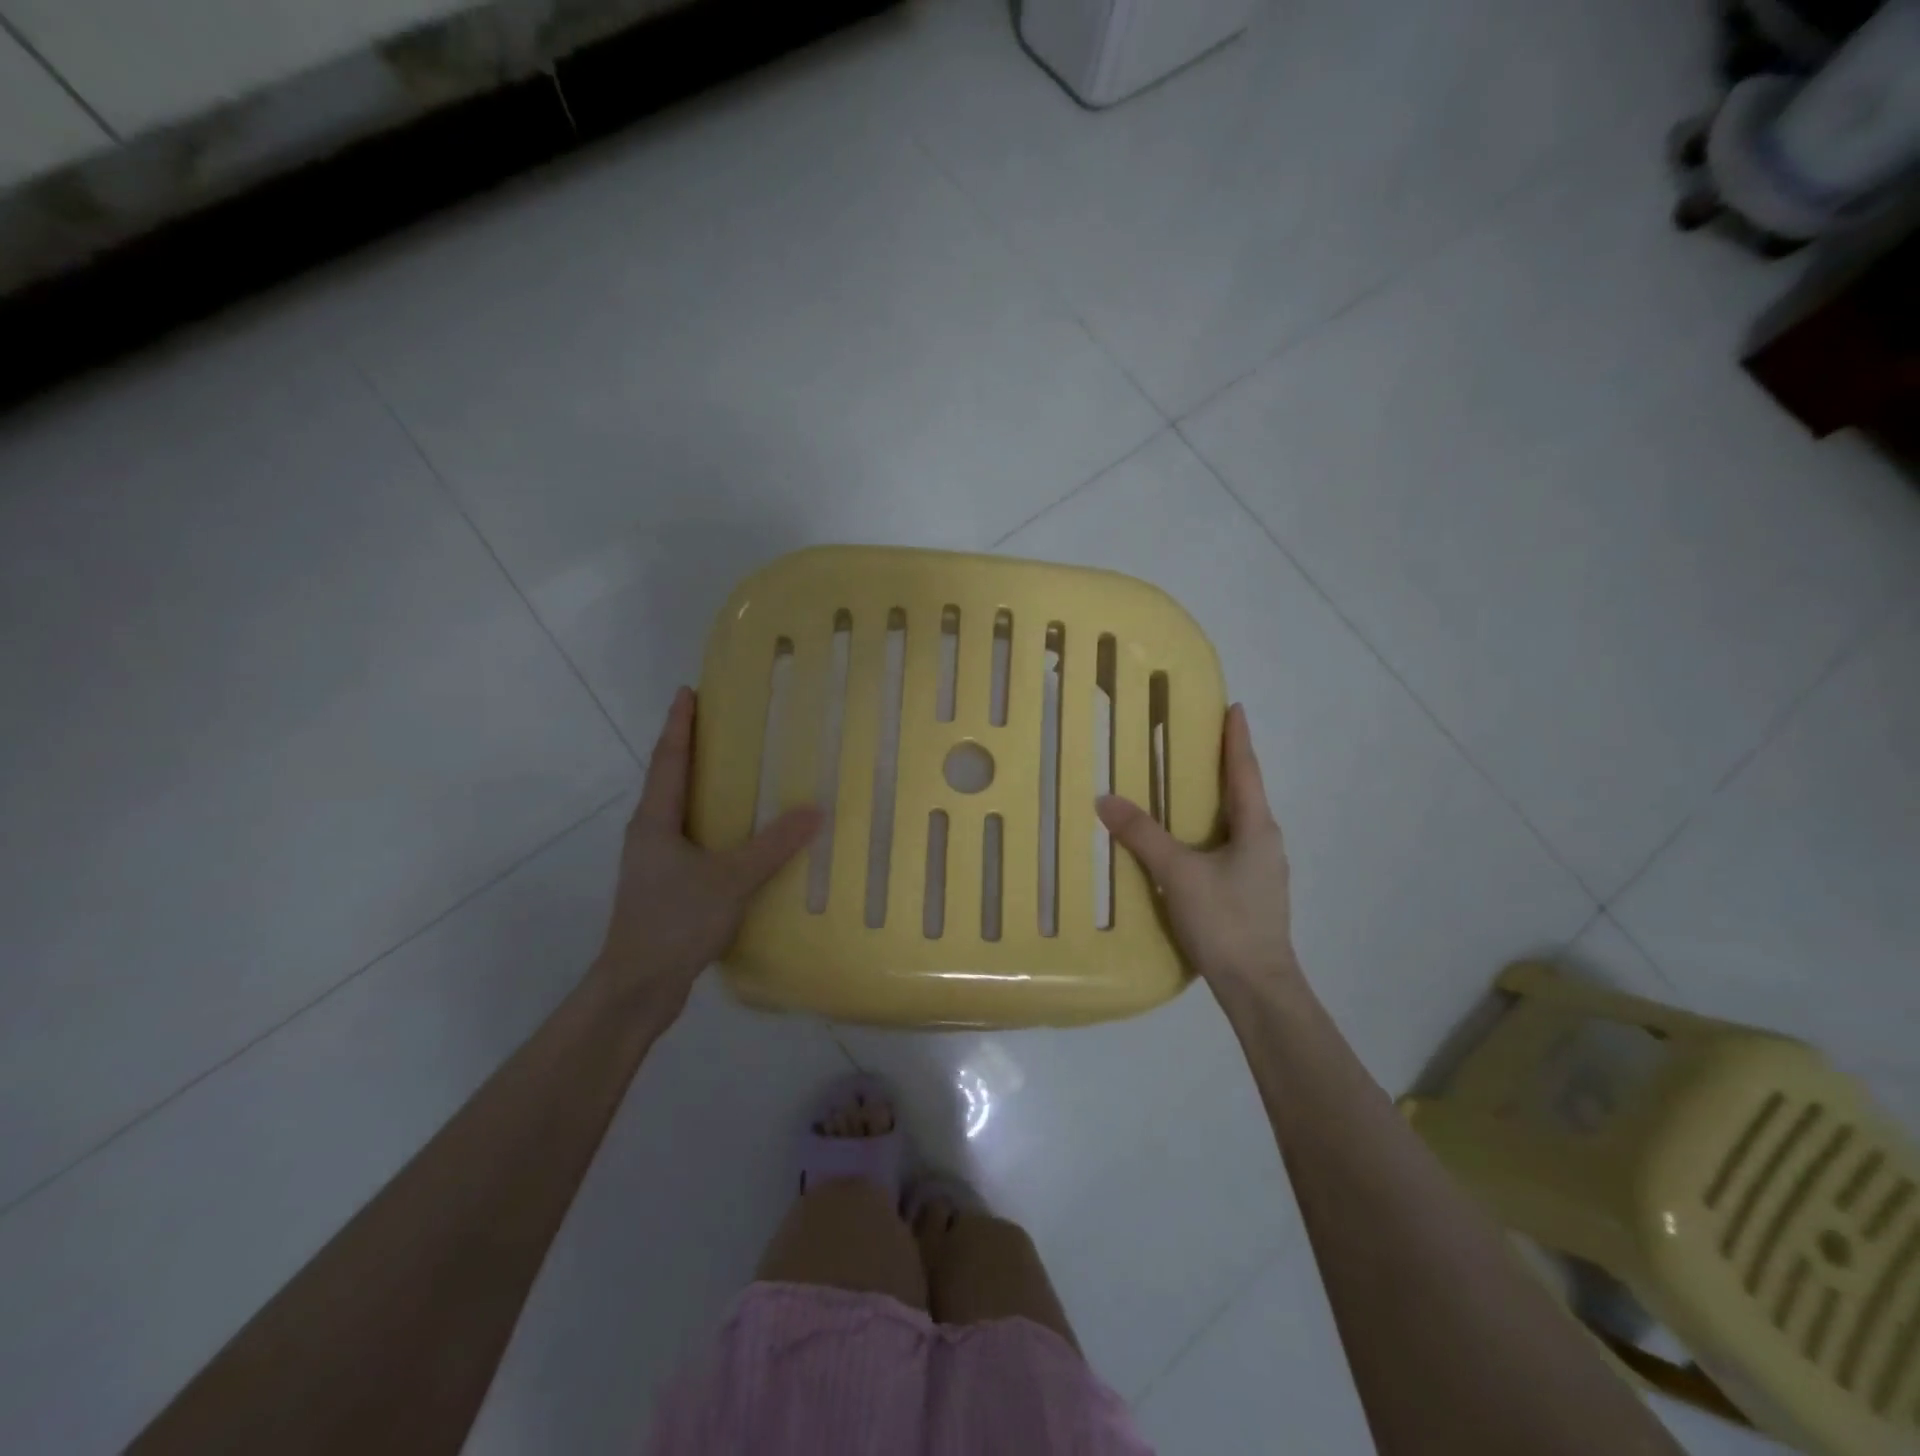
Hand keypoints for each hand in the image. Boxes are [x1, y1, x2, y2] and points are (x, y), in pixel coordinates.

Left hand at [596, 688, 820, 1011]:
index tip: (687, 691)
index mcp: (656, 821)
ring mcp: (654, 861)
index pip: (668, 759)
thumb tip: (814, 810)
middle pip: (670, 779)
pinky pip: (691, 839)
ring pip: (679, 811)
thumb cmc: (675, 921)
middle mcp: (649, 833)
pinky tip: (737, 836)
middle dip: (690, 748)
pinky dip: (711, 823)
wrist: (637, 986)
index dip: (679, 724)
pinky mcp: (664, 885)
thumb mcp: (731, 880)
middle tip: (721, 723)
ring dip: (701, 787)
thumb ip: (772, 845)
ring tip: (734, 772)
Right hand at [1095, 704, 1297, 993]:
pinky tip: (1189, 843)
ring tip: (1188, 787)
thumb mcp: (1178, 874)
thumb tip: (1106, 799)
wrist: (1258, 987)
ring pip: (1237, 823)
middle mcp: (1265, 842)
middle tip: (1198, 741)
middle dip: (1224, 765)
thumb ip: (1142, 835)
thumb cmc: (1225, 921)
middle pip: (1244, 793)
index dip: (1237, 738)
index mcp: (1257, 828)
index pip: (1245, 770)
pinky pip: (1229, 847)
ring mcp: (1262, 870)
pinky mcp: (1251, 893)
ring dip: (1217, 800)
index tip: (1234, 708)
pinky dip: (1210, 830)